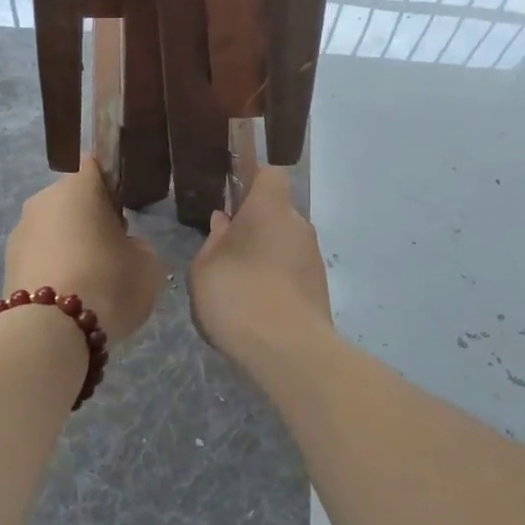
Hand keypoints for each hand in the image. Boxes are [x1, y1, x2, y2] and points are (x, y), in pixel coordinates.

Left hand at [4, 157, 166, 344]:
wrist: (50, 332)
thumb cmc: (107, 284)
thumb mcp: (148, 265)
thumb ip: (139, 247)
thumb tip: (124, 248)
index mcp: (76, 188)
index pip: (94, 165)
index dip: (112, 185)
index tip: (124, 212)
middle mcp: (41, 202)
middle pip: (71, 201)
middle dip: (90, 220)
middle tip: (112, 252)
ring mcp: (19, 234)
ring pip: (53, 231)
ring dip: (70, 247)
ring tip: (91, 284)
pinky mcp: (7, 266)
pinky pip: (40, 259)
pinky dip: (55, 271)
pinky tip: (70, 299)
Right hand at [188, 166, 332, 365]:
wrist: (288, 349)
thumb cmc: (237, 295)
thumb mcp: (204, 268)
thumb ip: (213, 240)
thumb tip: (224, 221)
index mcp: (269, 209)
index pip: (270, 175)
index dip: (252, 181)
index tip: (232, 199)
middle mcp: (298, 225)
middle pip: (277, 214)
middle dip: (255, 227)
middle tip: (227, 252)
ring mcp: (313, 258)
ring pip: (286, 245)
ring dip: (266, 257)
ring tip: (239, 287)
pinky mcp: (320, 289)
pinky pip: (293, 273)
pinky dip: (278, 282)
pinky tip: (256, 308)